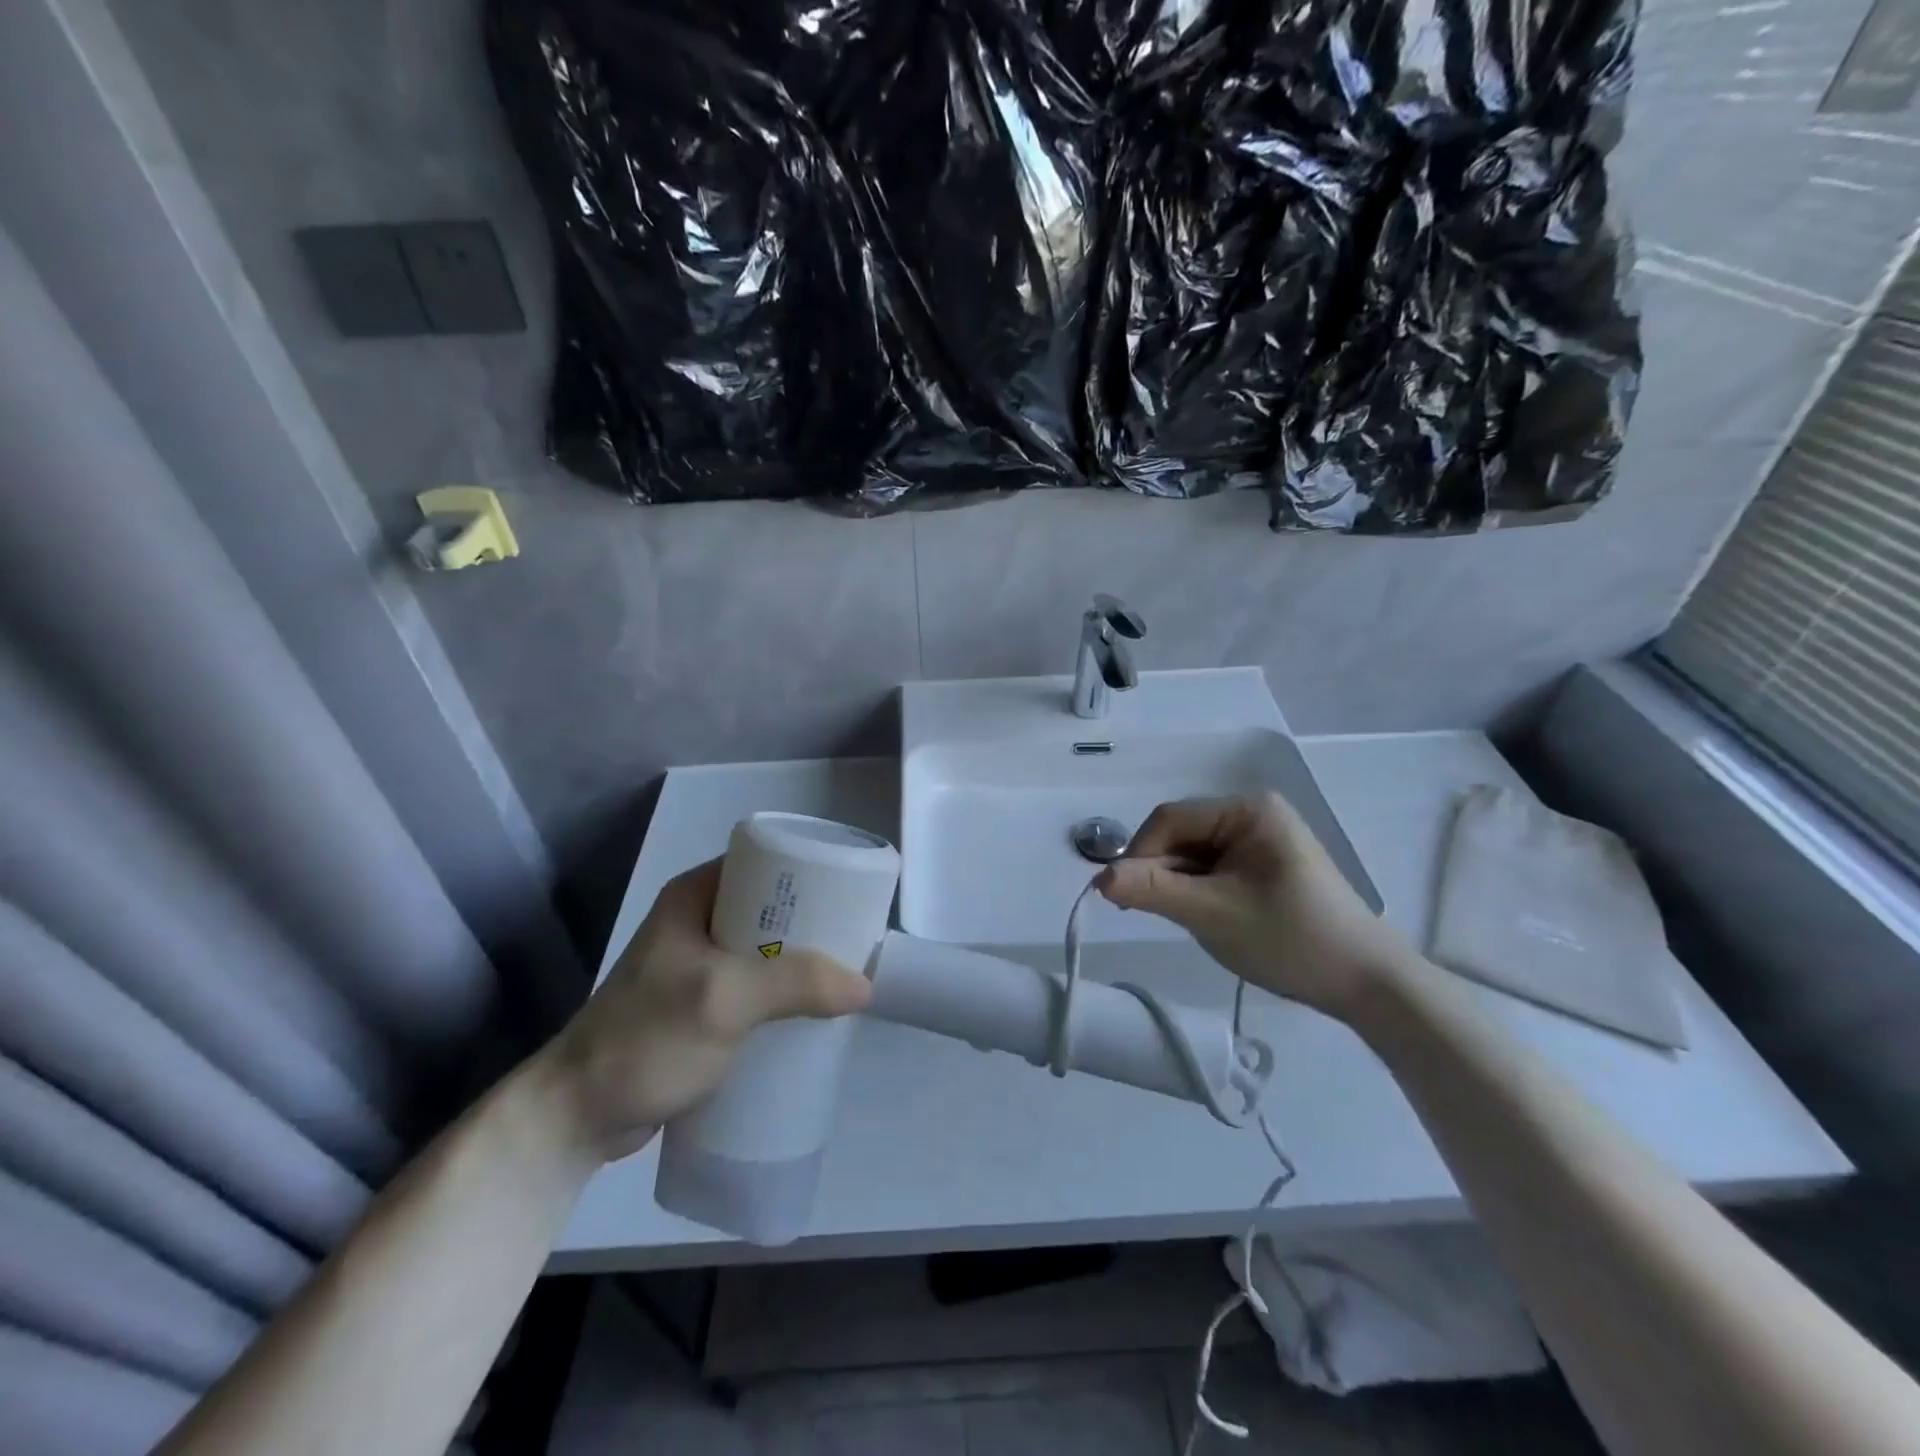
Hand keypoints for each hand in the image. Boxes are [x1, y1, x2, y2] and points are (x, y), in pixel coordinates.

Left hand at [538, 859, 871, 1161]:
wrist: (575, 1116)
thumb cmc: (645, 1039)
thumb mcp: (723, 999)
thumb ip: (795, 984)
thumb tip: (865, 985)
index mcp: (696, 895)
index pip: (767, 862)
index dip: (812, 871)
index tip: (854, 893)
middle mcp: (699, 920)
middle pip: (773, 908)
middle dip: (816, 923)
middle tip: (858, 940)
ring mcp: (699, 964)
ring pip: (768, 950)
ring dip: (804, 962)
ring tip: (846, 976)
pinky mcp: (703, 1005)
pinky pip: (758, 986)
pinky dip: (786, 993)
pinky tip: (814, 1011)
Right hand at [1097, 794, 1416, 1020]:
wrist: (1367, 983)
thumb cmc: (1290, 938)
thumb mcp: (1212, 914)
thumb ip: (1151, 891)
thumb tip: (1097, 879)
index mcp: (1247, 810)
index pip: (1171, 819)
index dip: (1139, 854)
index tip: (1122, 897)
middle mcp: (1254, 814)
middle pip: (1181, 835)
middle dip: (1159, 872)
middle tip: (1146, 914)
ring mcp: (1262, 840)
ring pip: (1194, 855)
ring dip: (1178, 885)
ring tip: (1184, 920)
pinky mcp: (1266, 866)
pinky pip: (1214, 869)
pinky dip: (1199, 892)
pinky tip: (1205, 918)